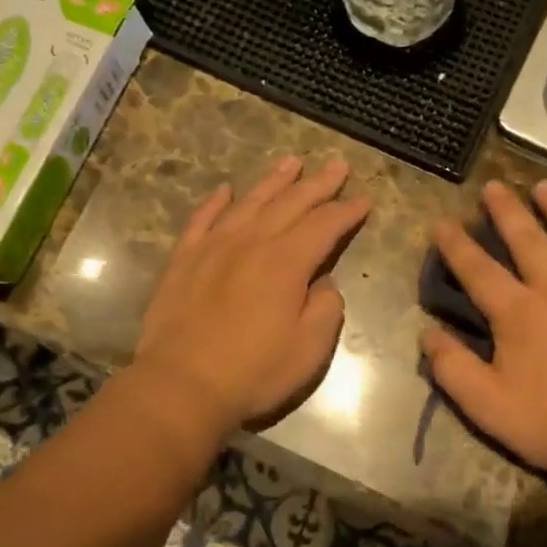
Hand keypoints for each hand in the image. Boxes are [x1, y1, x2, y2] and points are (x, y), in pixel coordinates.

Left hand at [136, 156, 370, 434]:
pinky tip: (226, 191)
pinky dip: (216, 202)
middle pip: (291, 203)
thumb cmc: (255, 371)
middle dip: (318, 184)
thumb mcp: (310, 348)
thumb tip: (322, 282)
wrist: (182, 384)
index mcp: (287, 262)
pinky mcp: (184, 260)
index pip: (325, 225)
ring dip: (274, 181)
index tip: (364, 199)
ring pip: (249, 203)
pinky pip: (202, 220)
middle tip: (337, 165)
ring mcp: (214, 247)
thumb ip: (325, 307)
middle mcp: (252, 243)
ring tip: (291, 162)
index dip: (347, 211)